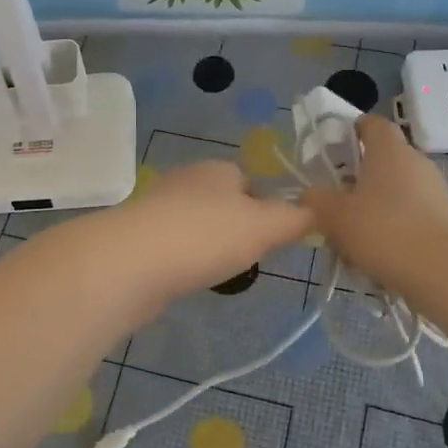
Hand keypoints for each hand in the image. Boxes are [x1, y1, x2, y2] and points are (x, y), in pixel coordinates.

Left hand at [104, 160, 312, 302]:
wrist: (131, 262)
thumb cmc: (206, 236)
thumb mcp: (266, 226)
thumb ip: (296, 218)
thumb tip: (316, 211)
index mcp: (218, 169)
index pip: (251, 182)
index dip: (267, 209)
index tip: (273, 239)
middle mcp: (187, 180)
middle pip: (223, 203)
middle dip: (237, 230)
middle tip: (249, 259)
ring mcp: (158, 208)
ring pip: (197, 225)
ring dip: (209, 246)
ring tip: (219, 273)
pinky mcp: (138, 237)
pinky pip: (174, 246)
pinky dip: (185, 261)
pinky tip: (188, 279)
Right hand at [302, 113, 447, 284]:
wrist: (444, 270)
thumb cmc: (383, 228)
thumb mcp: (334, 215)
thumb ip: (315, 201)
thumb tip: (309, 197)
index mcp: (389, 149)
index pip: (372, 123)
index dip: (352, 131)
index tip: (333, 150)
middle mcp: (415, 162)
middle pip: (381, 162)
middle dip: (357, 181)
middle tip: (334, 203)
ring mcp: (434, 191)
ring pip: (394, 193)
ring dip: (373, 210)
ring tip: (351, 241)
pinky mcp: (445, 220)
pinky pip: (409, 218)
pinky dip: (392, 232)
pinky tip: (375, 259)